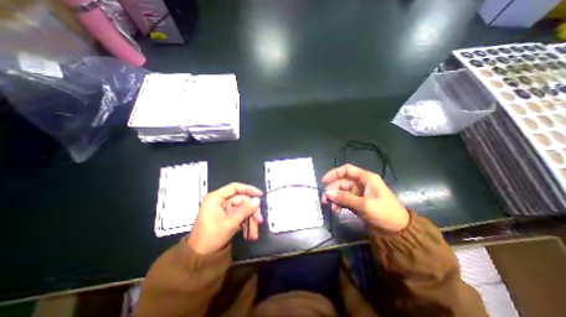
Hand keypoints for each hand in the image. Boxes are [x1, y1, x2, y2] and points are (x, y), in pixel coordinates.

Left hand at [188, 183, 263, 253]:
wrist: (199, 258)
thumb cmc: (211, 238)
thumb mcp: (230, 223)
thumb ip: (245, 210)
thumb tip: (257, 200)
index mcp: (215, 198)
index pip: (235, 187)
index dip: (249, 189)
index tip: (260, 195)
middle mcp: (220, 201)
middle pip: (241, 200)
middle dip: (251, 211)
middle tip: (259, 220)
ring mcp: (224, 209)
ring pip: (243, 209)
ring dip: (250, 220)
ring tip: (253, 234)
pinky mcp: (227, 217)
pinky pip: (240, 216)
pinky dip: (246, 224)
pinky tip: (249, 235)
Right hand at [323, 165, 406, 231]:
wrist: (398, 231)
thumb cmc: (385, 213)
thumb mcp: (364, 205)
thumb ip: (345, 198)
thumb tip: (327, 193)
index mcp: (366, 178)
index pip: (347, 170)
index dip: (334, 173)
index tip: (324, 181)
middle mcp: (361, 184)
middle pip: (342, 182)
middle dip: (333, 190)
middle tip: (325, 200)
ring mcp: (358, 193)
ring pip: (341, 192)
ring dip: (335, 198)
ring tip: (331, 207)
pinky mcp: (357, 202)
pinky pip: (344, 200)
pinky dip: (339, 204)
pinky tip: (336, 211)